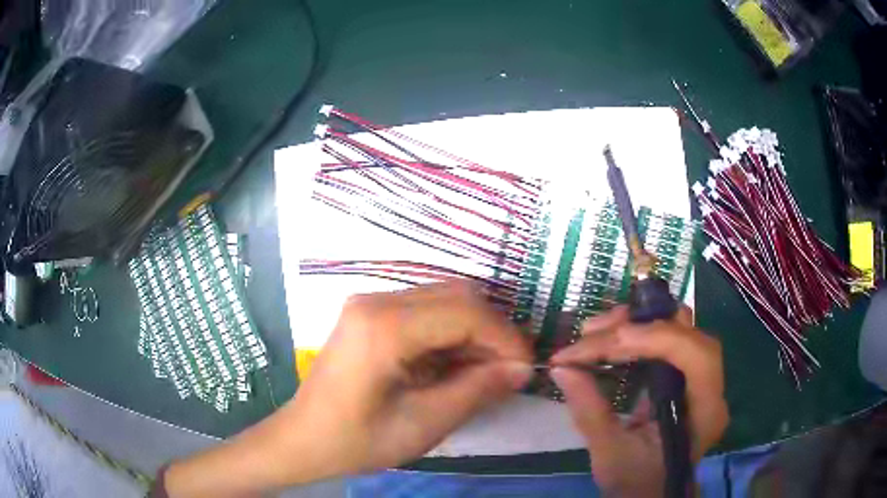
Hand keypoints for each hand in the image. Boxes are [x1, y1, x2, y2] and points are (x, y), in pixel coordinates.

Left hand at [286, 281, 533, 477]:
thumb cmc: (356, 440)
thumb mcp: (423, 423)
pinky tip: (455, 364)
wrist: (303, 439)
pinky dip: (450, 333)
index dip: (505, 337)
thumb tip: (521, 368)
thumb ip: (477, 390)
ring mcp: (369, 303)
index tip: (526, 368)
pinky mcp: (369, 314)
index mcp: (384, 326)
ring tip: (485, 371)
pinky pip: (424, 311)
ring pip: (444, 299)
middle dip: (492, 332)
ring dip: (473, 331)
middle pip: (457, 296)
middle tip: (508, 371)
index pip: (466, 312)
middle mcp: (376, 299)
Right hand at [549, 306, 727, 496]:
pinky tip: (610, 337)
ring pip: (676, 326)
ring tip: (593, 332)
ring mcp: (699, 374)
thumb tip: (562, 368)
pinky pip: (665, 336)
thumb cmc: (636, 482)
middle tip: (591, 331)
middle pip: (687, 332)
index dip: (658, 338)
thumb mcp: (609, 453)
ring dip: (635, 322)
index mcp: (705, 412)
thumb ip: (589, 411)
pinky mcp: (683, 370)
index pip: (698, 357)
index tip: (609, 340)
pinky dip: (636, 331)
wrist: (651, 492)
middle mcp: (711, 386)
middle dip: (639, 325)